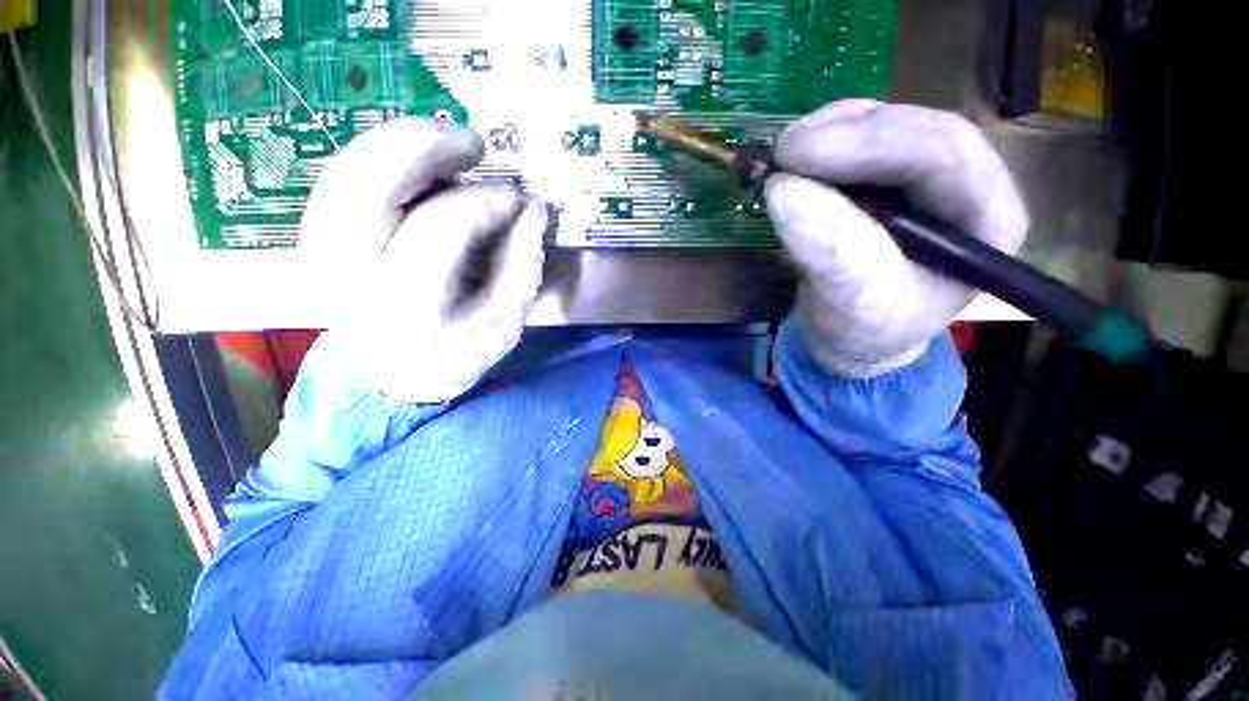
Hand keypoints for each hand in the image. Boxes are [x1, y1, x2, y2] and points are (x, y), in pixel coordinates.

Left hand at [301, 118, 546, 402]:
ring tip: (447, 144)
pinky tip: (415, 164)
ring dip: (398, 144)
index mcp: (406, 306)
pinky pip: (340, 179)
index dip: (485, 202)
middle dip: (423, 148)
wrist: (389, 377)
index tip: (519, 201)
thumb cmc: (455, 354)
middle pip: (369, 184)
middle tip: (473, 144)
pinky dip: (378, 158)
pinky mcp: (316, 240)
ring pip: (346, 172)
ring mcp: (322, 252)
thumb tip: (535, 211)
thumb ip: (523, 268)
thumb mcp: (504, 324)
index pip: (441, 228)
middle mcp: (350, 273)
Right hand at [765, 100, 1027, 377]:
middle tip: (783, 153)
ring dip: (833, 131)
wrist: (852, 337)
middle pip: (917, 129)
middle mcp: (969, 185)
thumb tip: (783, 189)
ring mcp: (929, 176)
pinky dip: (827, 139)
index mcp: (986, 220)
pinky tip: (798, 159)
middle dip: (847, 133)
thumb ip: (829, 252)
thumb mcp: (850, 303)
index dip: (867, 146)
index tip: (793, 159)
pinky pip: (865, 138)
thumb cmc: (862, 330)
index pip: (941, 155)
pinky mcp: (892, 176)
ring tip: (785, 156)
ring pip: (890, 124)